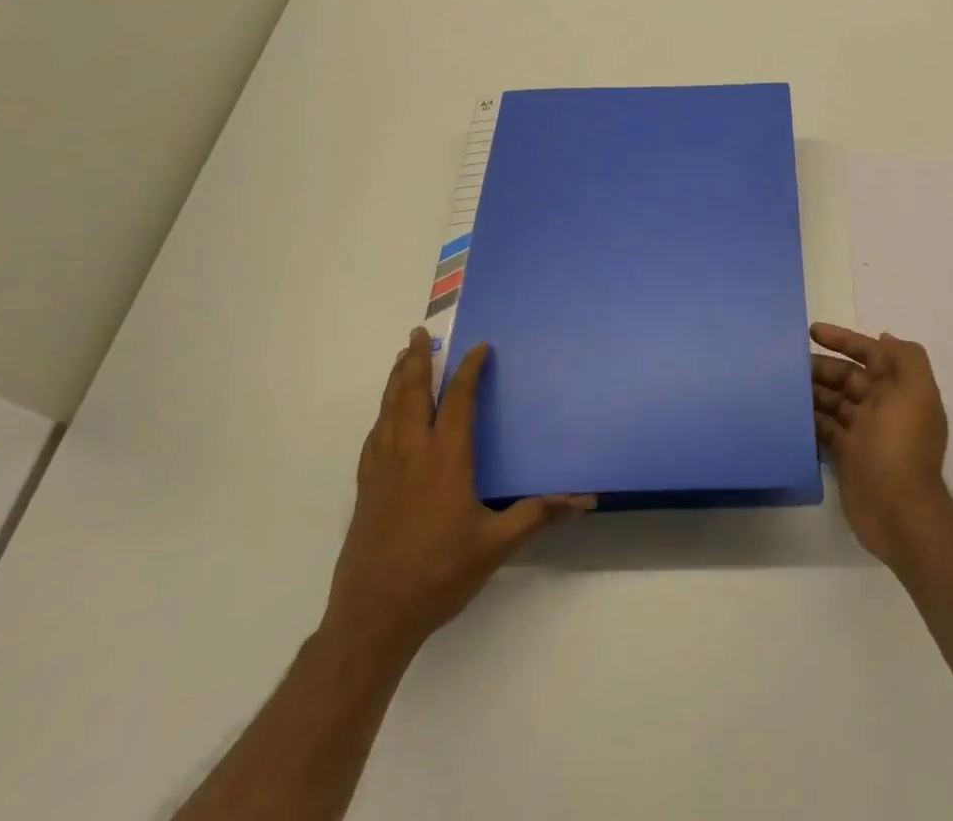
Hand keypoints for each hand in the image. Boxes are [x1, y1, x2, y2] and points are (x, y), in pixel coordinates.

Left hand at [321, 329, 592, 663]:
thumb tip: (586, 499)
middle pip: (412, 395)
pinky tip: (384, 417)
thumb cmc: (439, 576)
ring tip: (402, 359)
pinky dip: (382, 415)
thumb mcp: (496, 546)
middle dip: (417, 361)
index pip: (458, 401)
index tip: (479, 347)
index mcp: (445, 459)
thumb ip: (538, 515)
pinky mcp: (366, 491)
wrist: (371, 619)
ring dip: (397, 381)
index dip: (469, 371)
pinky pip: (374, 438)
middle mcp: (411, 454)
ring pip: (388, 412)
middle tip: (419, 334)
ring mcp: (383, 472)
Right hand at [810, 322, 951, 569]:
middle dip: (821, 366)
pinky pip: (824, 428)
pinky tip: (787, 413)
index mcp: (899, 388)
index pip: (870, 353)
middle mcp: (882, 406)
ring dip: (811, 391)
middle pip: (847, 377)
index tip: (812, 330)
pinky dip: (809, 419)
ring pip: (833, 401)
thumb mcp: (916, 392)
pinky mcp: (847, 455)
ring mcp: (863, 432)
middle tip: (788, 363)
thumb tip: (884, 338)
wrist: (898, 512)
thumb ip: (906, 357)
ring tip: (782, 385)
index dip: (843, 339)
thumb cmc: (901, 444)